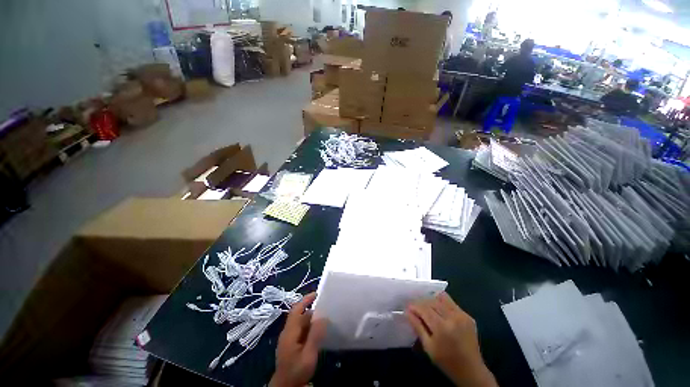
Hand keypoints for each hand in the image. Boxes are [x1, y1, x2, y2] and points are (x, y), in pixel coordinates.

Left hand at [269, 292, 326, 386]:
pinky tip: (318, 332)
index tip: (317, 294)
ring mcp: (289, 338)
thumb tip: (323, 316)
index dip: (306, 299)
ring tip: (325, 319)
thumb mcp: (308, 354)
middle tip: (327, 308)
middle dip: (312, 310)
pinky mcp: (291, 344)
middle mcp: (288, 331)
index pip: (297, 309)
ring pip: (301, 323)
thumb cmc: (296, 371)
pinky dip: (310, 327)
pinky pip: (301, 330)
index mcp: (290, 331)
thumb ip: (315, 335)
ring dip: (312, 319)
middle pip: (300, 315)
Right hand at [406, 292, 496, 386]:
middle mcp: (452, 317)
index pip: (424, 308)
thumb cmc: (447, 361)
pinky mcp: (467, 315)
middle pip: (431, 301)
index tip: (407, 308)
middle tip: (416, 309)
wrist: (471, 370)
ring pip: (441, 298)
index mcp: (442, 327)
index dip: (414, 306)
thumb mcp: (428, 347)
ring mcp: (462, 315)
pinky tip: (439, 312)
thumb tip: (407, 311)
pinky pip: (451, 303)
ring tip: (427, 309)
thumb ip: (418, 327)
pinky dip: (442, 303)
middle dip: (421, 303)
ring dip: (431, 301)